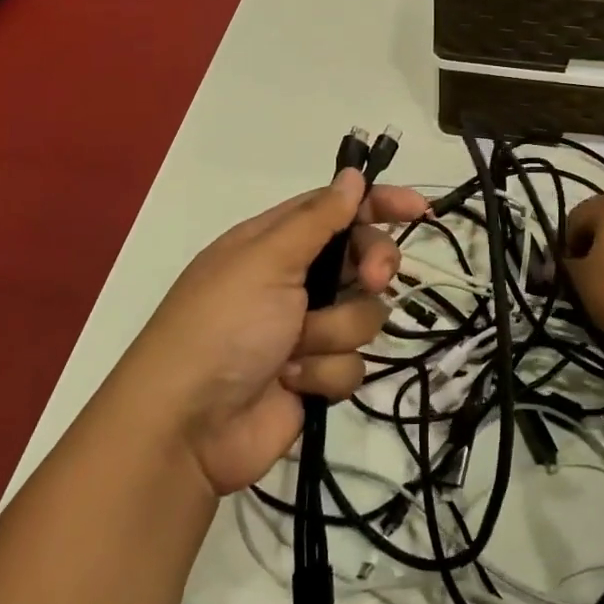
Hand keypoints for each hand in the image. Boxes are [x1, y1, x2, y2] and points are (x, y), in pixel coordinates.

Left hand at [125, 171, 426, 495]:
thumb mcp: (266, 260)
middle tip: (376, 279)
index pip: (338, 209)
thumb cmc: (222, 326)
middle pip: (363, 258)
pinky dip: (322, 373)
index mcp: (276, 243)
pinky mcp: (316, 374)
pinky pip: (352, 364)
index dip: (379, 205)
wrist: (187, 428)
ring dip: (332, 331)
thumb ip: (318, 219)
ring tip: (294, 349)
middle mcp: (295, 280)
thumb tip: (352, 175)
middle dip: (373, 268)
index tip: (417, 211)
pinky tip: (290, 382)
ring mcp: (306, 329)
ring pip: (364, 314)